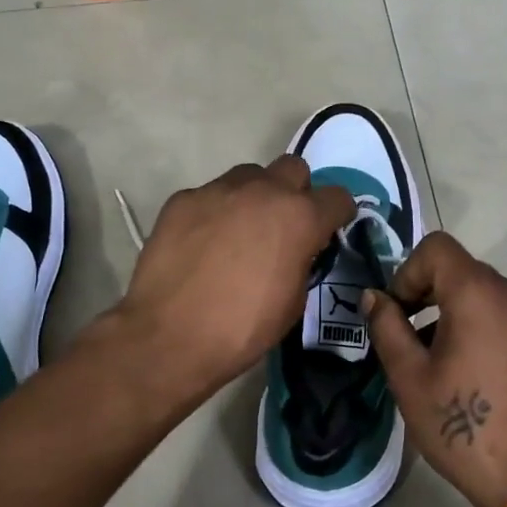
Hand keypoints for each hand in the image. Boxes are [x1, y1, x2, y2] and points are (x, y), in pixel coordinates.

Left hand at [114, 156, 355, 404]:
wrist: (170, 336)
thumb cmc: (242, 328)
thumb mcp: (293, 302)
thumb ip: (301, 261)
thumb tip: (296, 250)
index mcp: (299, 218)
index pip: (337, 197)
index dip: (337, 214)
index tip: (328, 230)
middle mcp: (262, 191)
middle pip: (293, 169)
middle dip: (295, 192)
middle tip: (283, 225)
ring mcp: (218, 190)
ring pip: (249, 175)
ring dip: (254, 196)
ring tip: (240, 230)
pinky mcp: (183, 199)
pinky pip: (210, 195)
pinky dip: (215, 212)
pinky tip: (202, 243)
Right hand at [364, 233, 506, 506]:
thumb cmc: (461, 426)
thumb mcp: (409, 376)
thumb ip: (387, 326)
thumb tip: (374, 297)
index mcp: (479, 294)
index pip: (436, 248)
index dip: (406, 272)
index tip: (397, 313)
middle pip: (460, 268)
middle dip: (426, 292)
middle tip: (408, 336)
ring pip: (483, 292)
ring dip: (452, 309)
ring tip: (437, 358)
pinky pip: (505, 313)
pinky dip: (480, 323)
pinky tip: (470, 369)